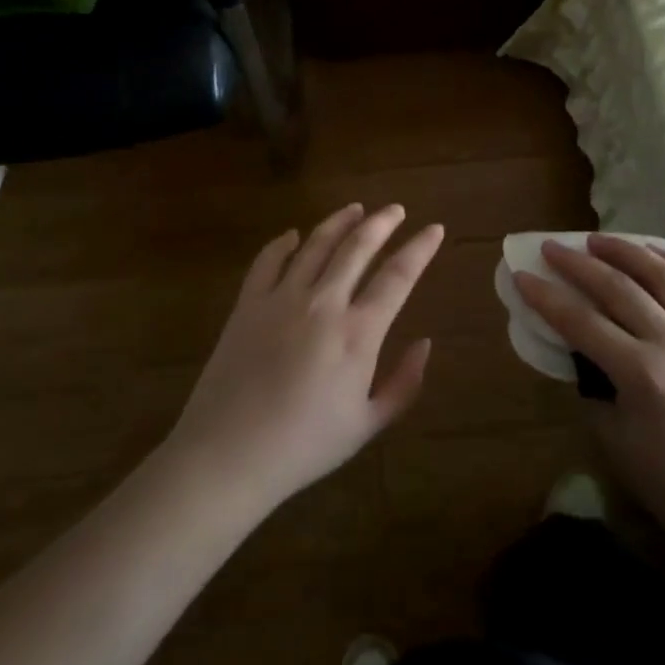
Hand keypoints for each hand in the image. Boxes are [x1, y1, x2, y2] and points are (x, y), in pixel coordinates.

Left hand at [165, 204, 443, 513]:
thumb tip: (425, 344)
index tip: (435, 229)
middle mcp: (324, 303)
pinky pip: (268, 260)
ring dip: (340, 221)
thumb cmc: (305, 446)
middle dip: (382, 222)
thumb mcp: (367, 425)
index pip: (398, 275)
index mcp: (358, 333)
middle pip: (358, 246)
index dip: (420, 248)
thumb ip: (404, 383)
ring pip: (316, 244)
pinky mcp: (248, 304)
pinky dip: (283, 243)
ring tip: (356, 209)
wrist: (229, 455)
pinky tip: (293, 236)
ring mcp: (282, 298)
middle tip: (396, 210)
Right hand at [515, 236, 664, 542]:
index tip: (522, 274)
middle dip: (578, 263)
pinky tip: (654, 252)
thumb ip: (591, 379)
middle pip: (620, 287)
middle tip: (552, 247)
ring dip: (626, 250)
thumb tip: (576, 340)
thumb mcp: (610, 432)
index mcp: (644, 376)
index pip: (582, 322)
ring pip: (664, 275)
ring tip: (598, 240)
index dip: (547, 296)